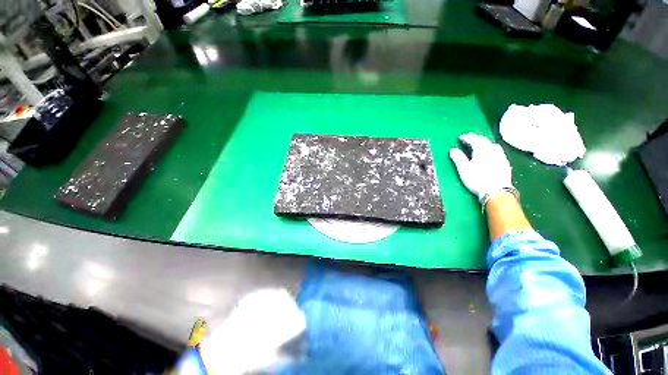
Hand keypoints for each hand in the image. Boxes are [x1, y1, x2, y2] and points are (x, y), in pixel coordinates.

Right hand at [449, 133, 512, 200]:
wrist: (497, 192)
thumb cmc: (477, 180)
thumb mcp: (464, 169)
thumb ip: (458, 158)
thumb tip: (452, 149)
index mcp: (481, 150)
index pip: (474, 140)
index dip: (466, 137)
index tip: (460, 137)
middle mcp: (492, 150)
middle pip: (484, 140)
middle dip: (476, 138)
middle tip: (469, 138)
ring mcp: (500, 156)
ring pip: (492, 145)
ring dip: (485, 142)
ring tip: (480, 144)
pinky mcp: (505, 163)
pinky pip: (498, 151)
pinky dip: (492, 149)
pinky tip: (491, 154)